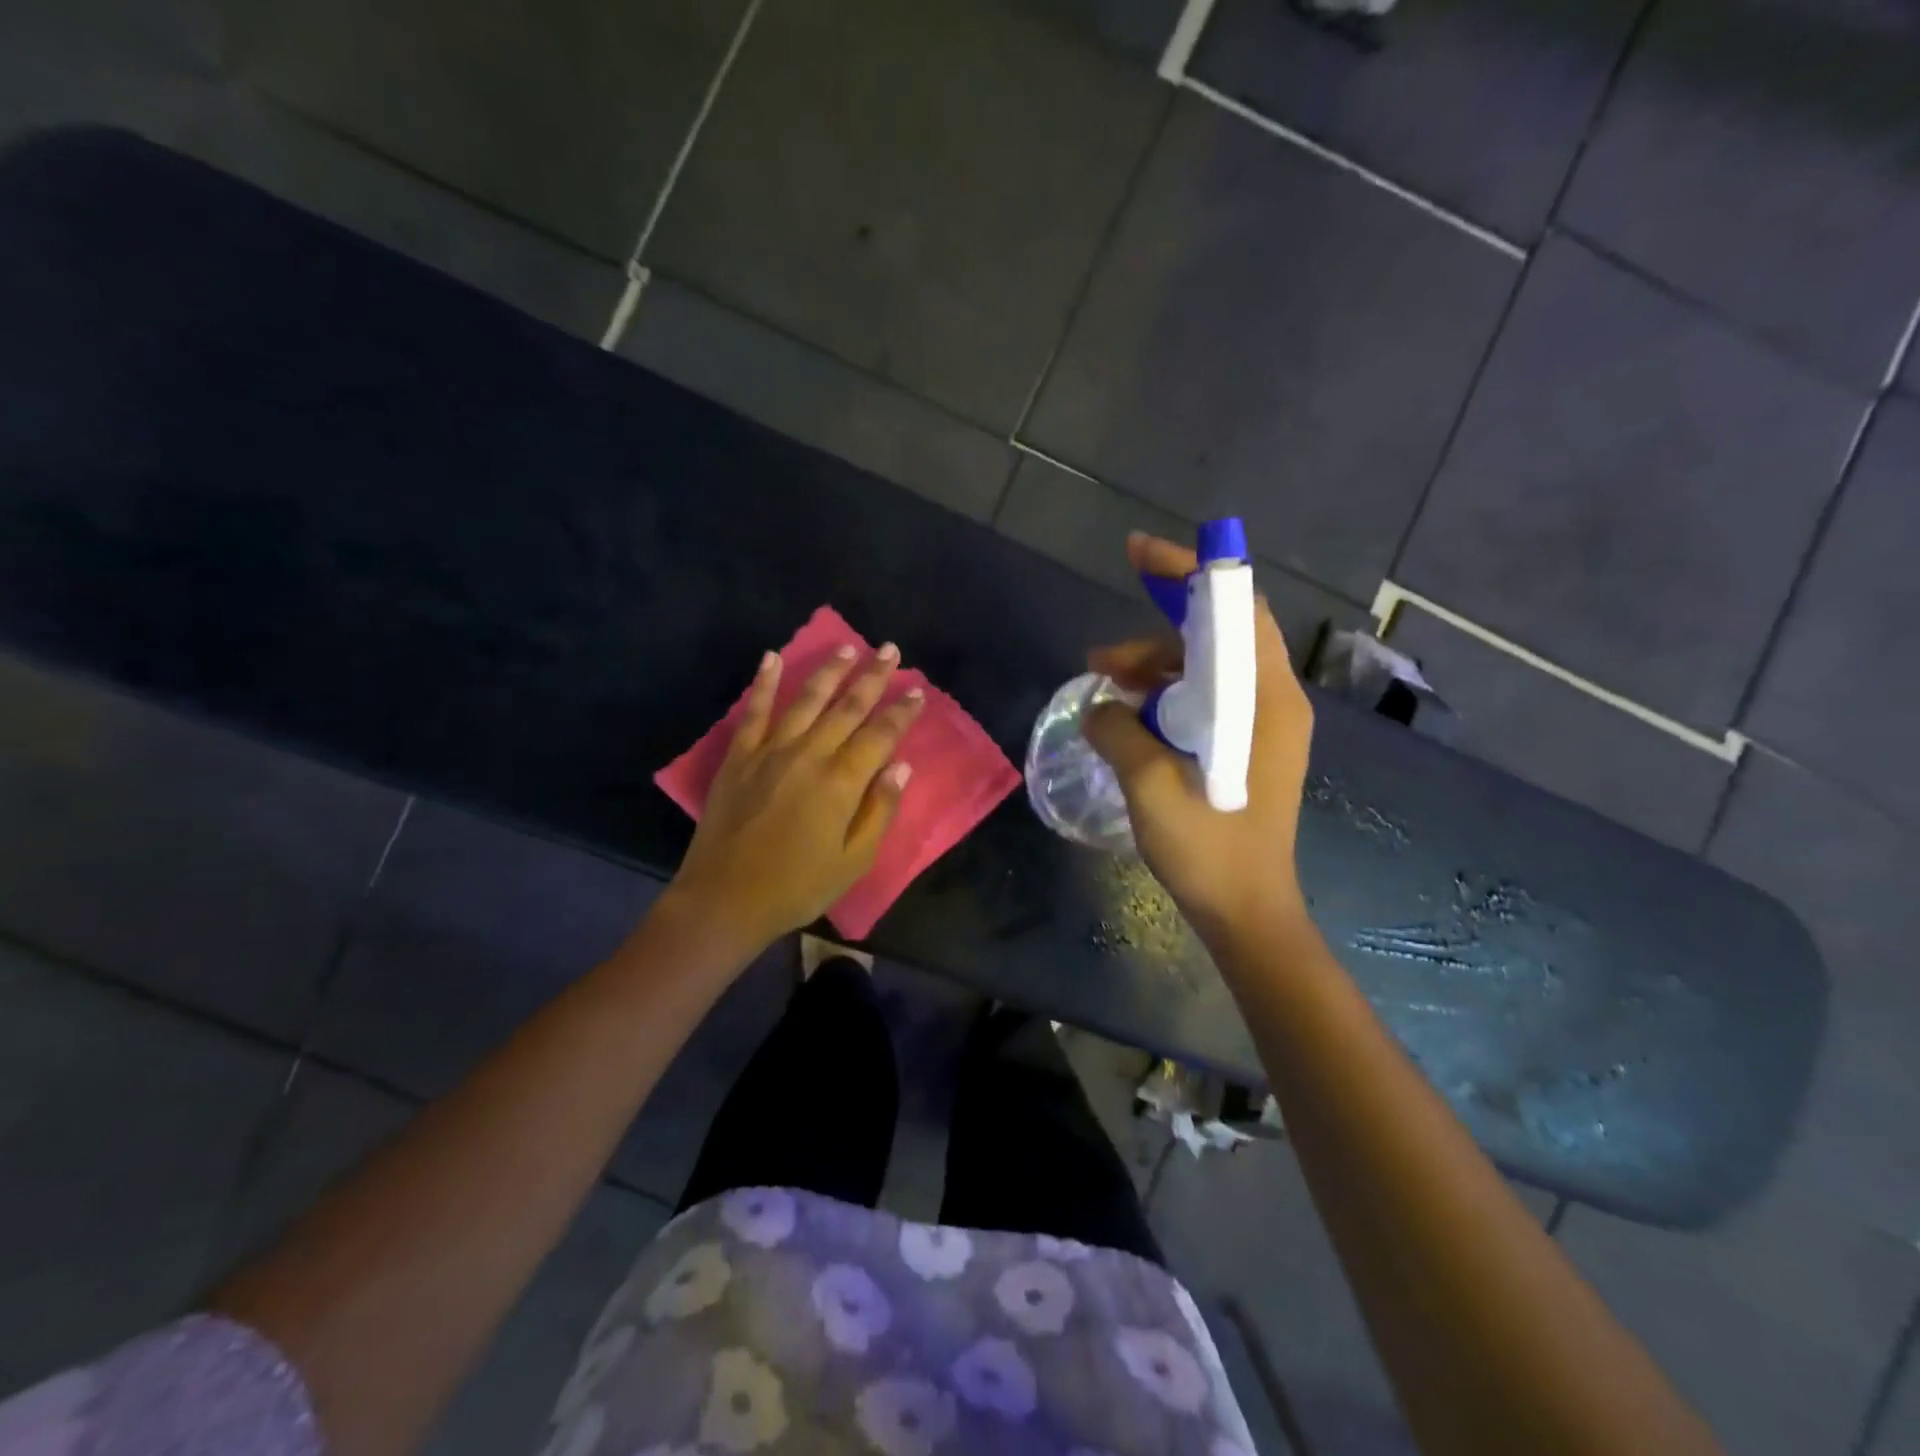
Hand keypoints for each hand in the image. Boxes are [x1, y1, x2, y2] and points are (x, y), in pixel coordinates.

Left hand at [669, 642, 923, 946]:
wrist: (725, 899)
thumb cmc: (797, 886)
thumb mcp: (853, 861)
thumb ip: (879, 810)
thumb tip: (900, 767)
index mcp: (841, 782)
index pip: (880, 735)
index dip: (902, 712)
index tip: (918, 690)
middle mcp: (809, 754)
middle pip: (847, 707)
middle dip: (872, 676)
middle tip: (889, 649)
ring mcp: (769, 751)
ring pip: (805, 699)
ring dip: (829, 670)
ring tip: (847, 646)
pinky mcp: (738, 757)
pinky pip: (754, 711)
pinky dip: (763, 683)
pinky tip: (772, 658)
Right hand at [1082, 532, 1314, 936]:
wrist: (1247, 913)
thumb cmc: (1210, 851)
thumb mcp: (1152, 787)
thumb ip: (1120, 732)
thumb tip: (1100, 705)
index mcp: (1266, 699)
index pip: (1236, 608)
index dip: (1190, 574)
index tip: (1138, 554)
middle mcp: (1273, 700)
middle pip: (1218, 636)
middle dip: (1156, 633)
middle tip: (1099, 657)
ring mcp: (1263, 725)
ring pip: (1207, 670)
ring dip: (1155, 670)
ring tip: (1104, 689)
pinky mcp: (1249, 748)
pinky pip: (1206, 701)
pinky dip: (1167, 698)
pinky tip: (1129, 719)